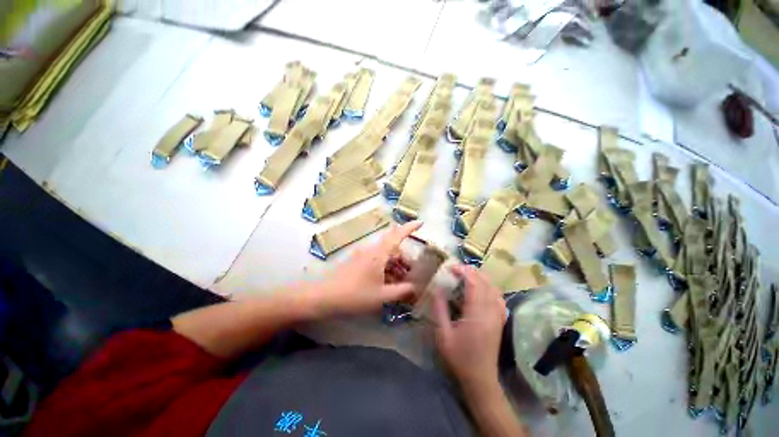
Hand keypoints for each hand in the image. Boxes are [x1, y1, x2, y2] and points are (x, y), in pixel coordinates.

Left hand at [311, 220, 421, 316]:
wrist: (324, 296)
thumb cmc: (355, 295)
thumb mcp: (382, 295)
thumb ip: (401, 291)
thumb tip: (414, 288)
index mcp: (379, 254)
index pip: (397, 235)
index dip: (409, 228)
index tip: (420, 223)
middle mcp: (371, 250)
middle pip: (392, 247)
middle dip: (404, 258)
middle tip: (411, 273)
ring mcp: (363, 255)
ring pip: (384, 255)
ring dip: (394, 264)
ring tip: (400, 282)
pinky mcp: (357, 261)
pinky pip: (376, 260)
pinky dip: (385, 268)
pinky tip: (387, 282)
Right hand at [433, 264, 506, 389]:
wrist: (480, 379)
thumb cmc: (459, 357)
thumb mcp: (443, 334)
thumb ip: (439, 309)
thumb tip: (437, 289)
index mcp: (476, 314)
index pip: (474, 283)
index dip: (464, 271)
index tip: (451, 267)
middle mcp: (490, 312)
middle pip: (486, 282)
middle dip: (472, 271)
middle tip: (457, 270)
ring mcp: (498, 316)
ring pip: (494, 288)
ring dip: (481, 278)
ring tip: (467, 277)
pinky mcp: (500, 320)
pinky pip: (499, 298)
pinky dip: (490, 288)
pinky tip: (481, 291)